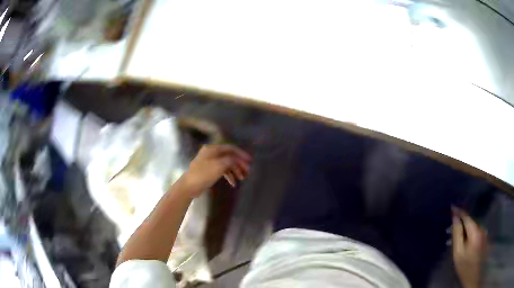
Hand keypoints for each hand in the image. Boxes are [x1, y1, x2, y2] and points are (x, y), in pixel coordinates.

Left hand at [181, 144, 251, 197]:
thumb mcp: (219, 165)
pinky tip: (233, 183)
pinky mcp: (209, 171)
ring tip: (242, 179)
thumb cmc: (204, 174)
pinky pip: (222, 171)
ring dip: (235, 171)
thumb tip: (238, 159)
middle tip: (247, 172)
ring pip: (226, 164)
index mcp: (212, 149)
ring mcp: (210, 162)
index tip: (249, 161)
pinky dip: (228, 176)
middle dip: (239, 164)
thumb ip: (231, 160)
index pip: (230, 148)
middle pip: (229, 156)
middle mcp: (211, 153)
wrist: (190, 186)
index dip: (241, 154)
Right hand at [451, 207, 487, 287]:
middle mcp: (481, 228)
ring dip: (466, 226)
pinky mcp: (484, 236)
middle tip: (453, 222)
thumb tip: (454, 217)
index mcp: (475, 230)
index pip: (466, 216)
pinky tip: (466, 237)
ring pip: (474, 225)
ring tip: (458, 230)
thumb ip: (457, 234)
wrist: (473, 275)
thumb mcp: (458, 252)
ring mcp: (484, 232)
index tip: (452, 207)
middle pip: (471, 220)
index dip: (459, 211)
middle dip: (462, 220)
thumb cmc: (464, 265)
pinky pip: (476, 230)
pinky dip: (470, 231)